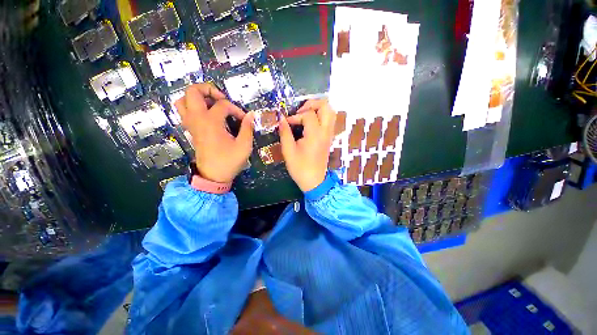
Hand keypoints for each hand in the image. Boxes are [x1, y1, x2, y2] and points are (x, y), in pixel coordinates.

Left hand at [175, 83, 253, 182]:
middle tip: (222, 99)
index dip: (237, 110)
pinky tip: (207, 114)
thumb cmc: (229, 161)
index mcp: (211, 122)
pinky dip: (193, 106)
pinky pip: (184, 111)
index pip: (223, 105)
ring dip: (197, 97)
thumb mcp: (244, 146)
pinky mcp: (190, 130)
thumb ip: (247, 128)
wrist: (213, 176)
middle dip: (208, 89)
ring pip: (183, 100)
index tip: (245, 119)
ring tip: (212, 104)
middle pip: (192, 91)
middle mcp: (197, 119)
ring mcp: (191, 124)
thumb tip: (252, 114)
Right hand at [278, 100, 335, 191]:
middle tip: (300, 111)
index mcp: (315, 134)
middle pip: (325, 106)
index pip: (308, 114)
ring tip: (305, 115)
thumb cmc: (300, 168)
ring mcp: (329, 134)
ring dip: (318, 109)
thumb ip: (285, 132)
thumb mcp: (289, 151)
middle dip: (311, 104)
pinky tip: (311, 123)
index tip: (287, 123)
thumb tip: (280, 118)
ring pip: (330, 112)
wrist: (314, 181)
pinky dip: (321, 116)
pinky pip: (330, 120)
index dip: (295, 116)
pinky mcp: (329, 138)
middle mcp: (325, 131)